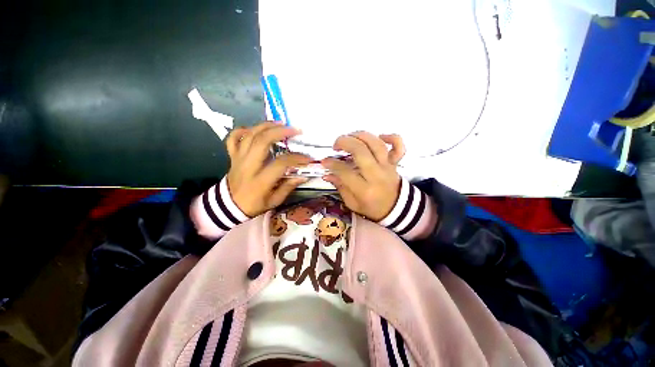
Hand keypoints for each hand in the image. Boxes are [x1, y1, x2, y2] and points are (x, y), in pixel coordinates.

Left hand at [226, 122, 310, 216]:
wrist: (228, 206)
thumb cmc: (253, 205)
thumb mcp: (274, 201)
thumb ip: (288, 187)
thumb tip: (303, 175)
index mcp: (260, 180)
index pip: (280, 164)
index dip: (296, 158)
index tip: (307, 158)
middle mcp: (248, 166)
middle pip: (261, 142)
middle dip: (280, 132)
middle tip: (294, 130)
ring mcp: (238, 159)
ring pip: (249, 135)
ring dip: (266, 126)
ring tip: (281, 123)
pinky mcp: (233, 156)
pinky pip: (233, 138)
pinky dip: (243, 130)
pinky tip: (255, 129)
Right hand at [322, 132, 405, 220]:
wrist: (396, 209)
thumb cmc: (372, 208)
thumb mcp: (353, 203)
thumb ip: (340, 187)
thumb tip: (327, 174)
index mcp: (364, 190)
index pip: (345, 172)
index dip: (332, 164)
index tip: (325, 161)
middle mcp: (376, 176)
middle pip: (361, 151)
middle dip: (345, 143)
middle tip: (336, 146)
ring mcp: (387, 167)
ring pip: (376, 144)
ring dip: (360, 136)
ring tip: (350, 137)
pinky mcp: (395, 162)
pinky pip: (398, 146)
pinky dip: (391, 137)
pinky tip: (380, 136)